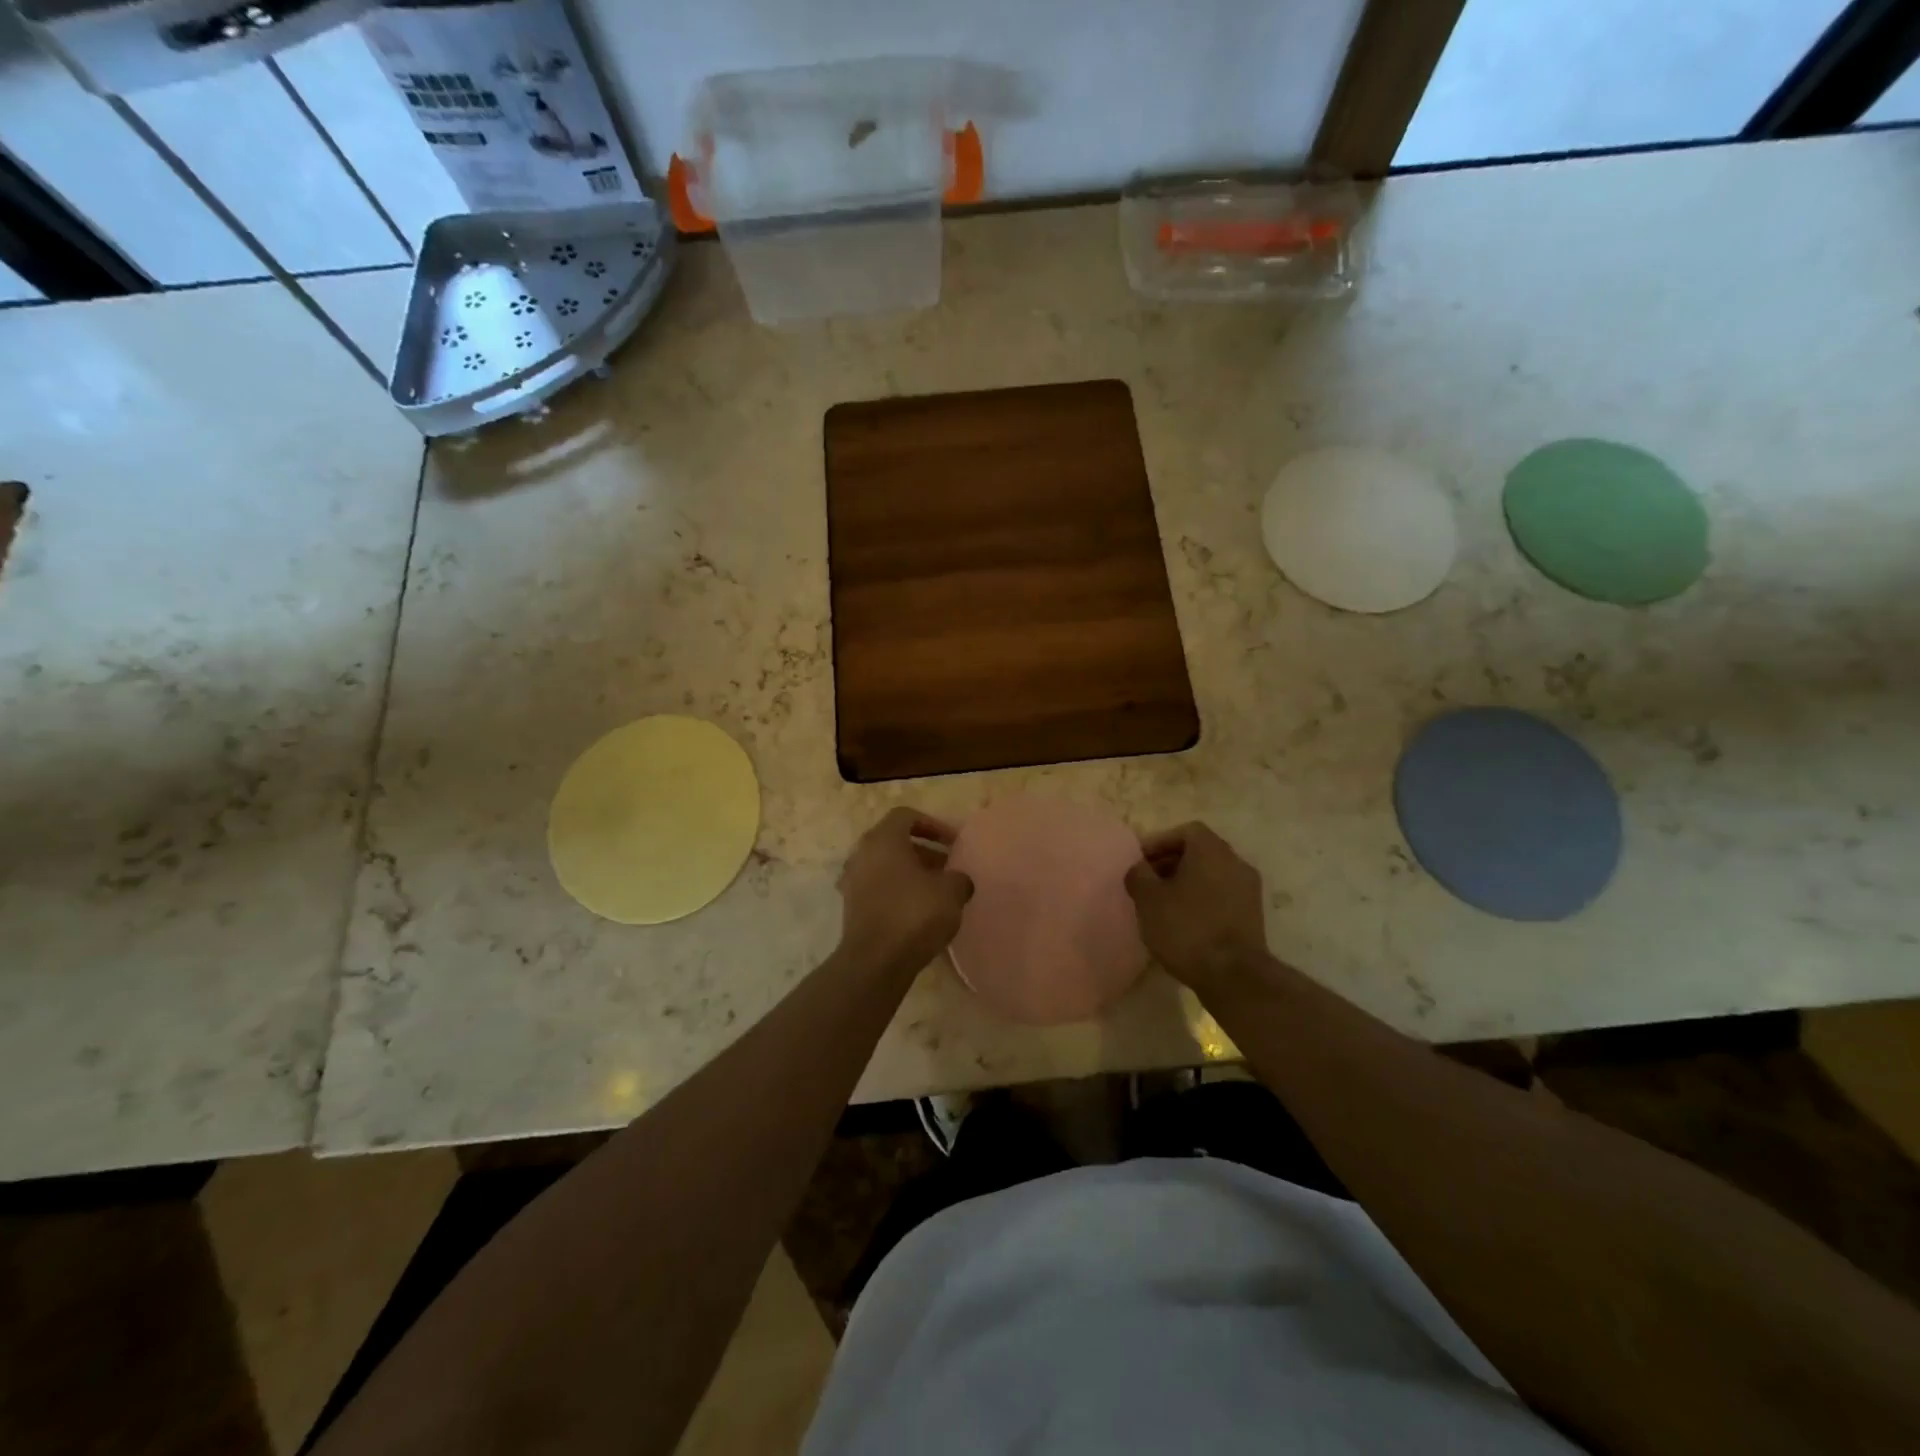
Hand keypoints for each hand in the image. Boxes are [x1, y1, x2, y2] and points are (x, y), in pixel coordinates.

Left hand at [837, 807, 973, 975]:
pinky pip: (879, 888)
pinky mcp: (851, 907)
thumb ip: (959, 878)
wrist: (875, 962)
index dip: (933, 824)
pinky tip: (919, 911)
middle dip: (924, 851)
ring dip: (912, 873)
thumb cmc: (914, 914)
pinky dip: (898, 891)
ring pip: (886, 866)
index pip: (906, 816)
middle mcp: (862, 854)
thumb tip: (958, 880)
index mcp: (883, 839)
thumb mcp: (951, 892)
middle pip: (895, 841)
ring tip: (938, 891)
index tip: (953, 843)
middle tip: (948, 867)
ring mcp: (852, 881)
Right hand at [1124, 822, 1272, 999]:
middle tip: (1148, 884)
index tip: (1140, 863)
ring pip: (1211, 876)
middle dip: (1171, 864)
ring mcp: (1248, 890)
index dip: (1160, 842)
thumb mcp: (1148, 899)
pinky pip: (1221, 897)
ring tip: (1162, 906)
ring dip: (1186, 884)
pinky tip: (1183, 923)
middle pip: (1200, 852)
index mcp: (1212, 850)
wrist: (1233, 976)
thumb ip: (1139, 875)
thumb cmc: (1187, 928)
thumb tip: (1139, 868)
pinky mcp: (1253, 916)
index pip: (1185, 831)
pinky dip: (1202, 902)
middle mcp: (1235, 863)